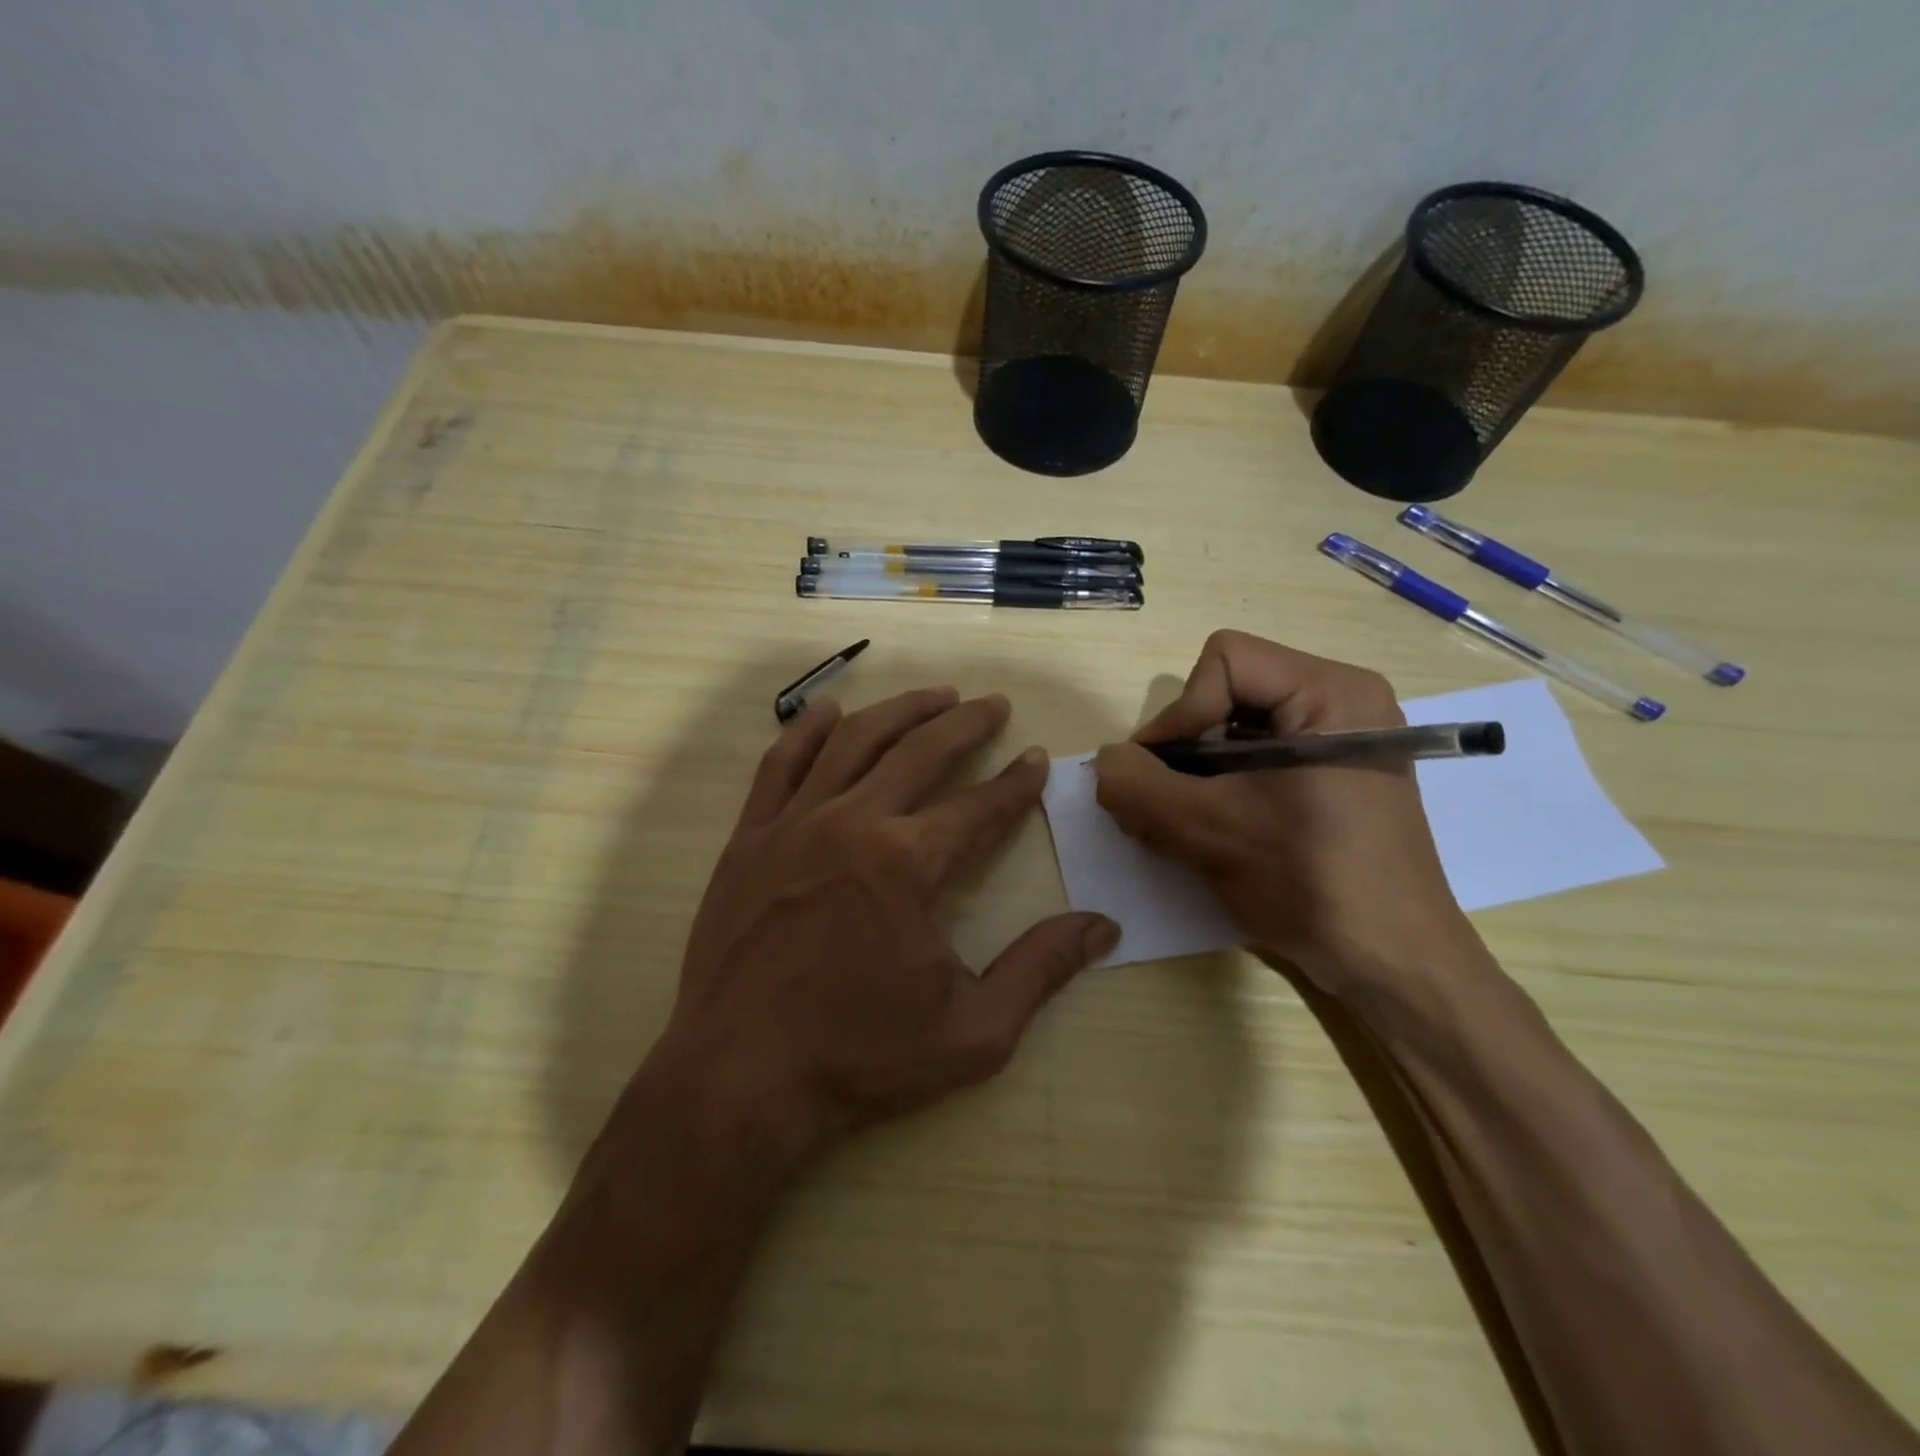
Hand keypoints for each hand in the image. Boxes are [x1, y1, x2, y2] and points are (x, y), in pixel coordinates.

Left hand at [628, 687, 1117, 1178]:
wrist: (741, 1077)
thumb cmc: (861, 1056)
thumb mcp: (973, 1030)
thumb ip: (1041, 968)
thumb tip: (1103, 925)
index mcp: (909, 864)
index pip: (980, 806)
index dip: (1015, 782)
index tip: (1036, 759)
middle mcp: (853, 823)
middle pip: (920, 751)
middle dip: (964, 723)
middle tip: (992, 704)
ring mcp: (794, 824)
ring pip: (854, 741)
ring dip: (900, 711)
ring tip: (934, 695)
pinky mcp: (750, 837)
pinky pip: (780, 763)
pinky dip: (809, 730)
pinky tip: (831, 711)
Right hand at [1093, 631, 1480, 993]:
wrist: (1393, 964)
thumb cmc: (1310, 883)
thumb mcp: (1207, 831)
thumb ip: (1138, 786)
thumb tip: (1106, 761)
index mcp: (1331, 693)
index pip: (1224, 661)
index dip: (1181, 713)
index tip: (1161, 776)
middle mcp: (1343, 702)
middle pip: (1228, 691)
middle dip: (1184, 747)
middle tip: (1162, 804)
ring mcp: (1342, 741)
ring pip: (1237, 727)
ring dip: (1196, 772)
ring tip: (1180, 823)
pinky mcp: (1334, 777)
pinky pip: (1259, 756)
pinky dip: (1221, 786)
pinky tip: (1211, 829)